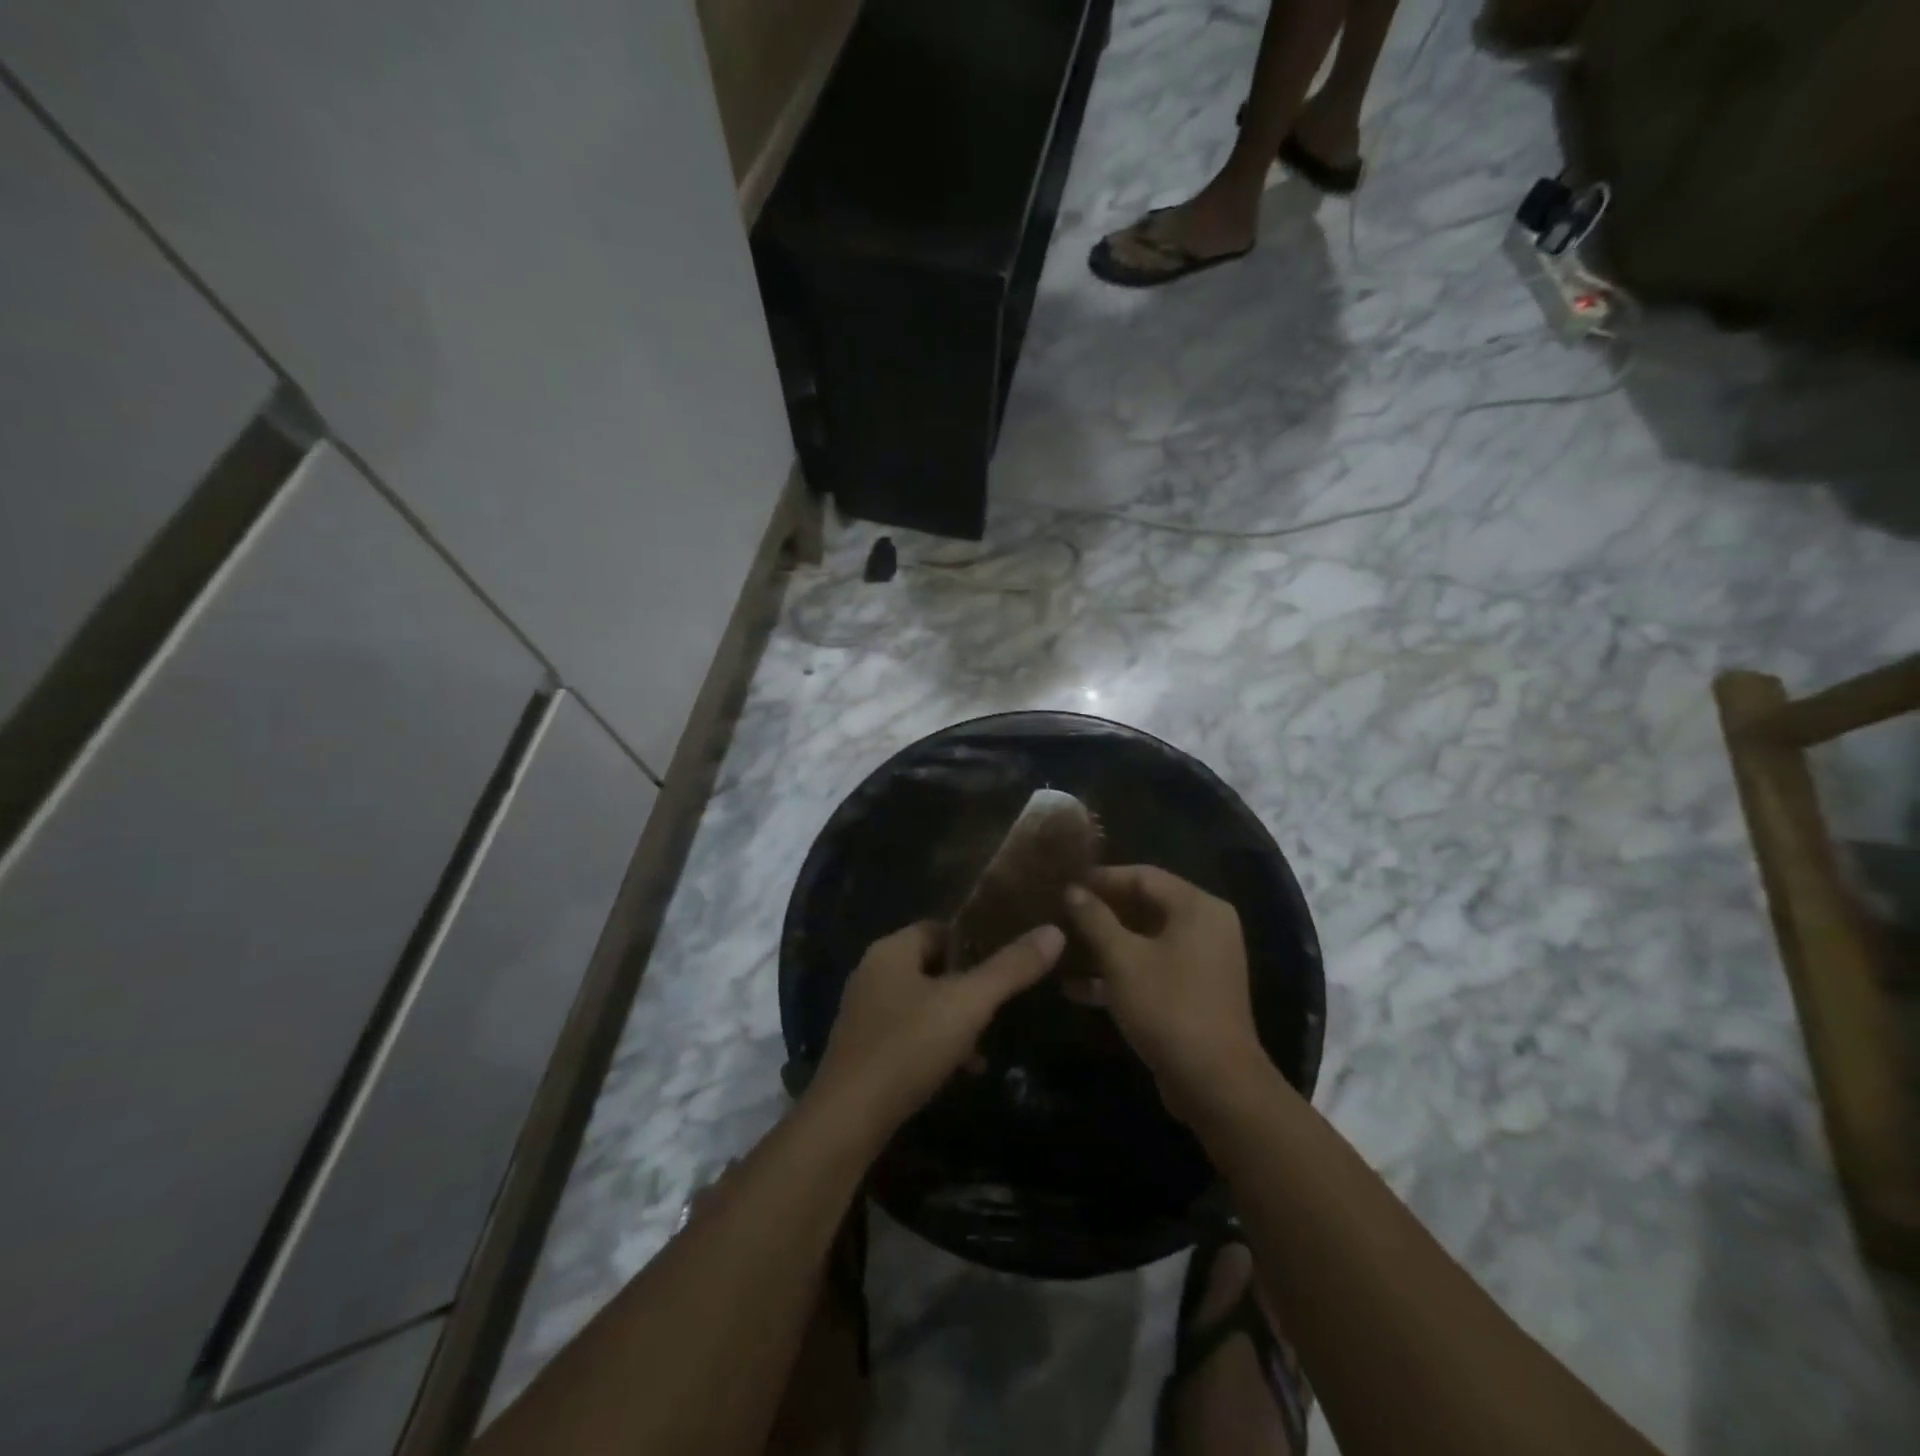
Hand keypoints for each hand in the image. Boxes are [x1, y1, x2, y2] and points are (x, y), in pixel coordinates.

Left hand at [811, 920, 1064, 1138]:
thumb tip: (1054, 931)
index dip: (974, 940)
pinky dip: (936, 1044)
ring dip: (955, 1019)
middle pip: (932, 966)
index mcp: (891, 951)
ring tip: (986, 1043)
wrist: (847, 1120)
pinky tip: (960, 1070)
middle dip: (968, 985)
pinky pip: (909, 1033)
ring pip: (923, 1002)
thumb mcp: (967, 1004)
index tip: (1008, 959)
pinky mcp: (864, 1049)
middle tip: (1003, 1003)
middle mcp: (872, 973)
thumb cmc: (907, 1047)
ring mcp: (864, 1012)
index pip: (939, 928)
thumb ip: (1010, 968)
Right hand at [1064, 866, 1267, 1119]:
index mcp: (1196, 907)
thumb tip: (1072, 890)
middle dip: (1100, 913)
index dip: (1101, 878)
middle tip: (1059, 915)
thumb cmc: (1167, 1007)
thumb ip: (1094, 919)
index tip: (1064, 884)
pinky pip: (1152, 967)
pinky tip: (1077, 987)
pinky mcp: (1194, 990)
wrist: (1215, 1083)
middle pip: (1144, 905)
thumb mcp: (1122, 959)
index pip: (1142, 875)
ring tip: (1061, 948)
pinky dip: (1120, 972)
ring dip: (1104, 945)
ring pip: (1145, 939)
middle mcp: (1205, 925)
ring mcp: (1202, 960)